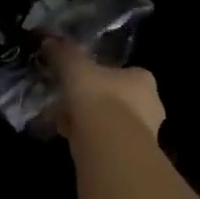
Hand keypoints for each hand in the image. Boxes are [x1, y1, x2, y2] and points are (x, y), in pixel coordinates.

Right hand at [45, 40, 164, 138]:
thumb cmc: (98, 98)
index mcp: (143, 79)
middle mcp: (151, 105)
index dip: (96, 76)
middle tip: (65, 103)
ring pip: (110, 123)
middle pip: (115, 99)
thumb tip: (48, 41)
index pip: (121, 73)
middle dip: (90, 102)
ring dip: (88, 122)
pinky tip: (70, 140)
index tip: (76, 81)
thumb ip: (63, 53)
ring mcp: (145, 134)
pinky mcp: (133, 157)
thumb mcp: (74, 67)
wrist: (110, 147)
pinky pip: (107, 143)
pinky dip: (89, 141)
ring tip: (61, 122)